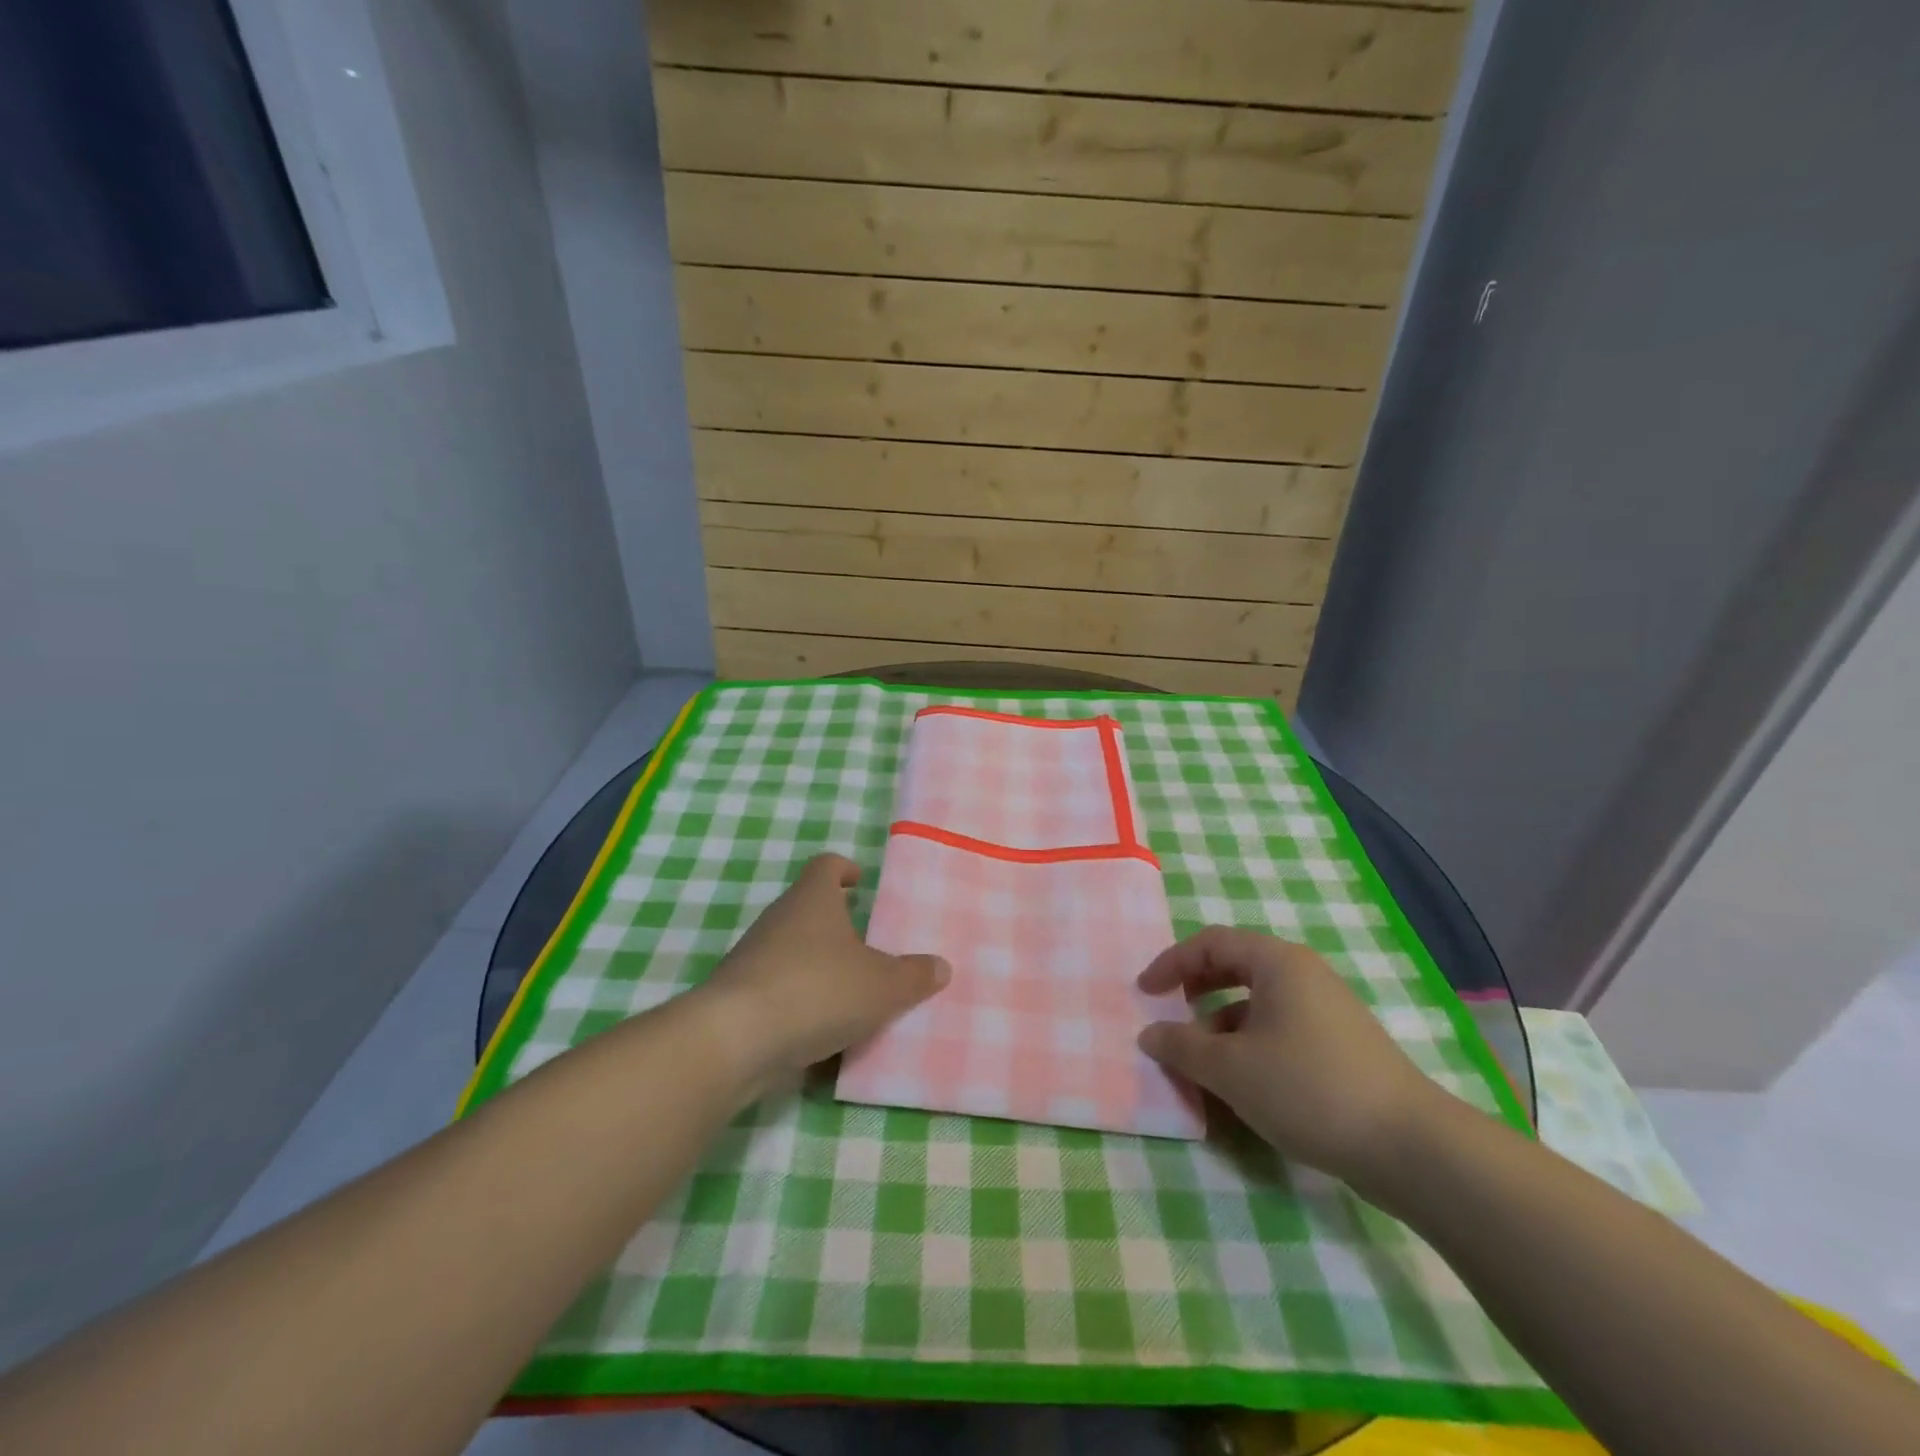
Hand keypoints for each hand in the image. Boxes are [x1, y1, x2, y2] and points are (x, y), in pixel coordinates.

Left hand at [697, 854, 948, 1087]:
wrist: (735, 1040)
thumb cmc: (818, 990)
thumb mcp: (882, 986)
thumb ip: (914, 976)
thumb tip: (940, 966)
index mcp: (813, 900)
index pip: (826, 866)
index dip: (844, 869)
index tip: (859, 881)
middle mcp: (779, 919)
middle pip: (808, 908)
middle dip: (836, 923)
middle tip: (868, 942)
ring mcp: (753, 957)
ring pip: (792, 950)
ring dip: (818, 965)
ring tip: (851, 990)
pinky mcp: (738, 996)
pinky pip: (778, 989)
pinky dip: (799, 1001)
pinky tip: (821, 1029)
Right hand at [1137, 926, 1438, 1194]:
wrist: (1410, 1147)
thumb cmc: (1308, 1089)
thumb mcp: (1230, 1069)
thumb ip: (1181, 1046)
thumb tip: (1150, 1034)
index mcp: (1278, 963)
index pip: (1211, 943)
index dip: (1171, 963)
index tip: (1144, 993)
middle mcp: (1304, 974)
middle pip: (1235, 966)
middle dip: (1196, 989)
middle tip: (1171, 1013)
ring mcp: (1327, 1009)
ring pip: (1258, 1002)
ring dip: (1221, 1023)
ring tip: (1202, 1060)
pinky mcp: (1341, 1044)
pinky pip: (1280, 1027)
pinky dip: (1250, 1043)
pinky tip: (1243, 1083)